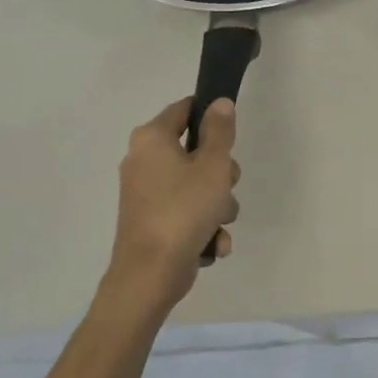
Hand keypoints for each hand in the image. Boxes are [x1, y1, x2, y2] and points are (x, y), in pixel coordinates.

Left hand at [100, 97, 240, 311]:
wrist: (150, 275)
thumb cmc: (184, 210)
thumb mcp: (213, 165)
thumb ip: (220, 131)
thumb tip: (220, 103)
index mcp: (152, 140)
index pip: (185, 109)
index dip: (211, 115)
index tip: (233, 134)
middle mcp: (144, 161)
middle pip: (196, 151)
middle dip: (222, 173)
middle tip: (226, 185)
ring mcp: (147, 194)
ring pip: (198, 186)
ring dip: (218, 204)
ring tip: (218, 222)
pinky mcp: (153, 221)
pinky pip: (188, 212)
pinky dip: (204, 226)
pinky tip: (212, 243)